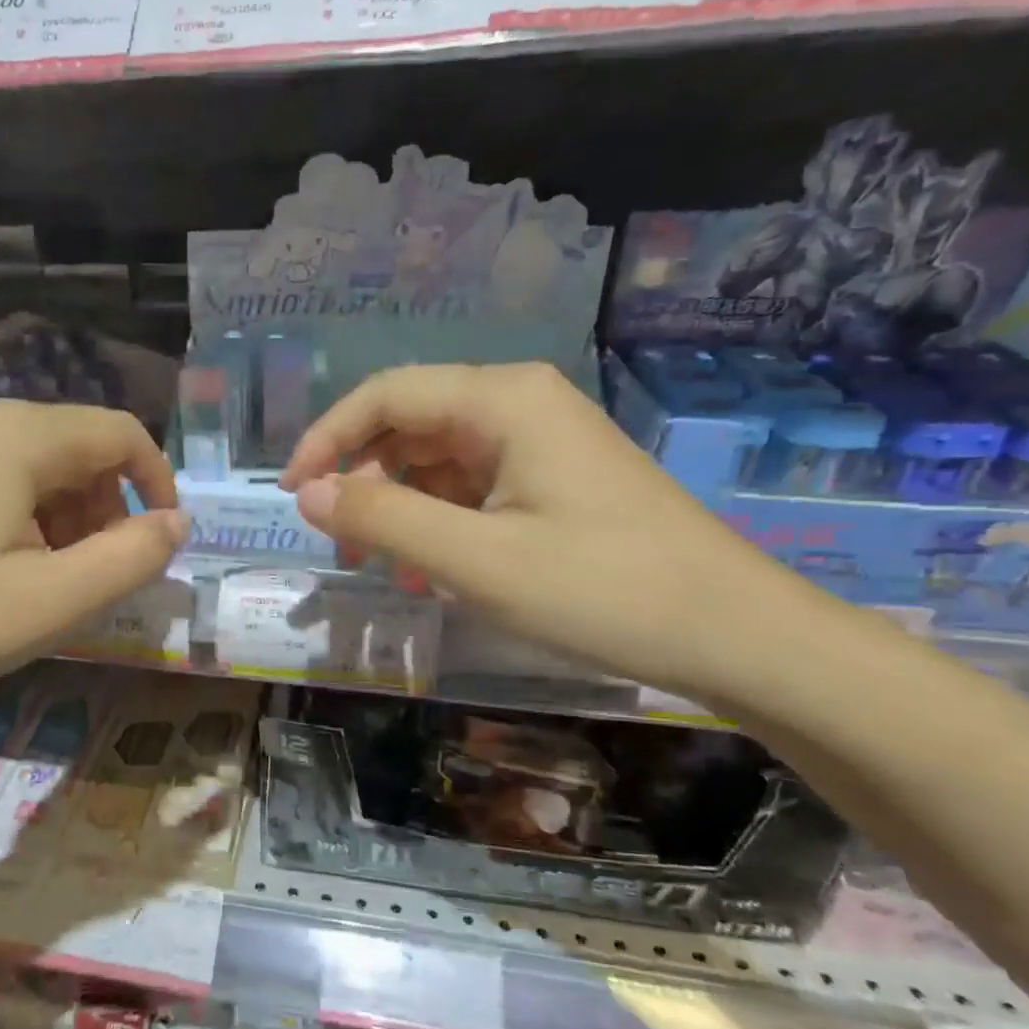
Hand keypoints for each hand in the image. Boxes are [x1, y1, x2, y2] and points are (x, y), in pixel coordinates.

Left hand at [0, 399, 186, 717]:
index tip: (161, 546)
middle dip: (110, 513)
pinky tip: (12, 577)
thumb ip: (131, 558)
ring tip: (53, 588)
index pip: (123, 434)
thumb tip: (179, 523)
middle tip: (98, 581)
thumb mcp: (52, 601)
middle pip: (84, 452)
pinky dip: (34, 525)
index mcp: (20, 435)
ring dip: (72, 525)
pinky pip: (9, 484)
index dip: (158, 486)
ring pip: (48, 471)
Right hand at [279, 363, 801, 697]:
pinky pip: (470, 487)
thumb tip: (309, 493)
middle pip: (409, 423)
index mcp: (502, 400)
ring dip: (397, 506)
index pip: (385, 395)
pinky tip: (428, 570)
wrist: (735, 634)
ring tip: (381, 566)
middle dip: (362, 479)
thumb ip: (383, 520)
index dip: (327, 438)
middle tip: (339, 543)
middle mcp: (518, 405)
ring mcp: (539, 442)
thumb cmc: (602, 589)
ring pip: (436, 459)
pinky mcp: (552, 480)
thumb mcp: (475, 559)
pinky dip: (436, 522)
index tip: (293, 494)